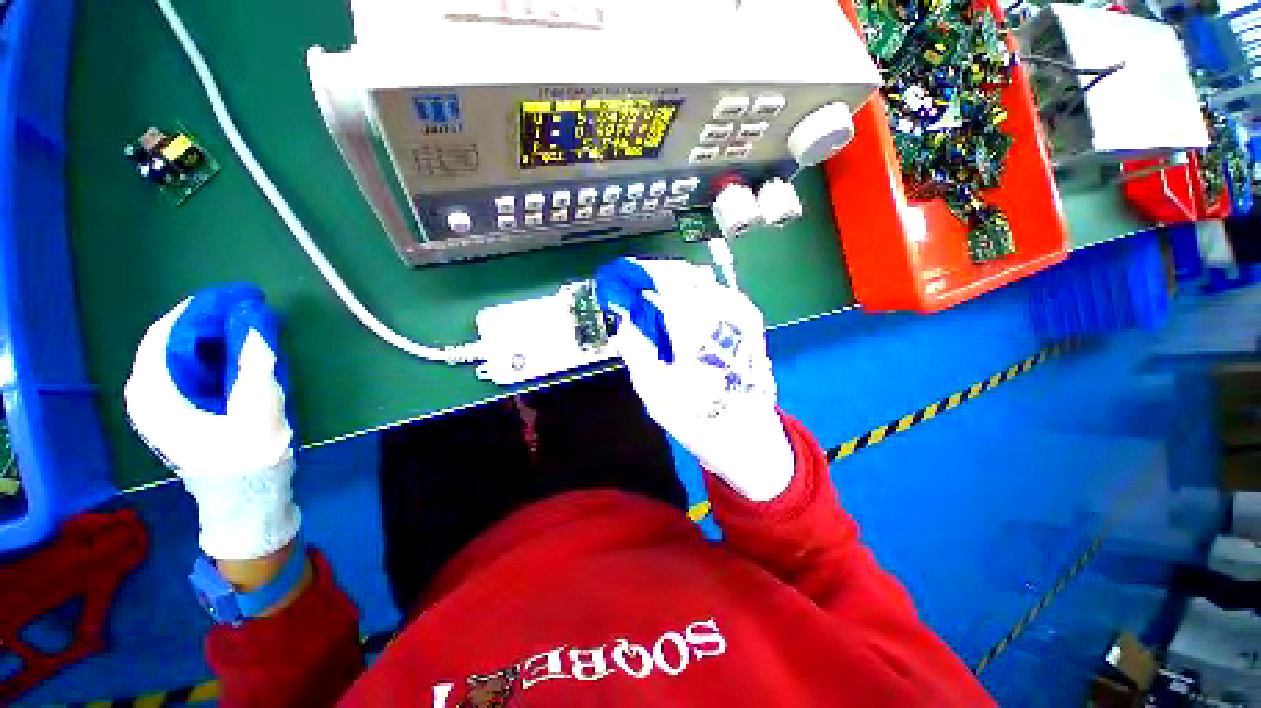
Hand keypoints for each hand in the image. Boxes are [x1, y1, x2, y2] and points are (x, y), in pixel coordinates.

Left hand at [125, 285, 299, 559]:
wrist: (245, 502)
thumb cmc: (248, 460)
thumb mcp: (257, 411)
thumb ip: (255, 365)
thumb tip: (255, 322)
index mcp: (155, 395)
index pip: (166, 333)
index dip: (202, 309)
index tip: (241, 297)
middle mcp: (147, 395)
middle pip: (170, 341)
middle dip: (209, 323)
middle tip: (250, 313)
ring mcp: (159, 406)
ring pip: (178, 355)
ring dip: (212, 339)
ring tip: (248, 331)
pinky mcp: (175, 413)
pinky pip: (186, 370)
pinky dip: (211, 356)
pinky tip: (236, 358)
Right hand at [596, 258, 793, 501]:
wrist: (749, 439)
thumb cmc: (699, 418)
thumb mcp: (655, 392)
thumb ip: (636, 351)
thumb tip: (623, 322)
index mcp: (697, 328)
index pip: (668, 279)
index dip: (643, 273)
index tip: (625, 278)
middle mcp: (723, 314)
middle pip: (687, 276)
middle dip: (660, 278)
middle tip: (640, 294)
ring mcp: (742, 317)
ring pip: (705, 283)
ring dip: (680, 286)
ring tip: (662, 305)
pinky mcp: (752, 325)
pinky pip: (721, 295)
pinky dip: (699, 296)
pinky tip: (690, 314)